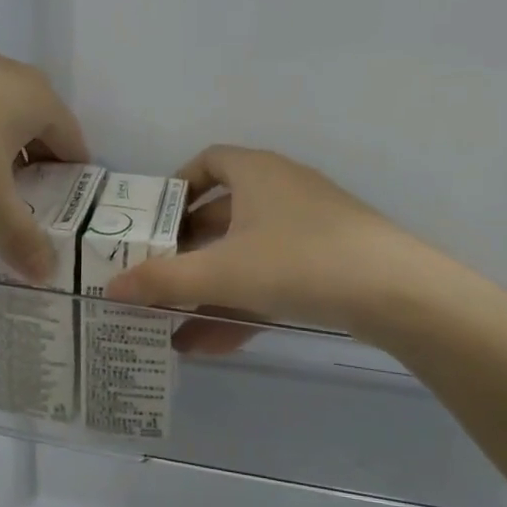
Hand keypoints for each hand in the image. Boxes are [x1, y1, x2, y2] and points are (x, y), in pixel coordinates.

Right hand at [103, 146, 432, 338]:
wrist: (397, 292)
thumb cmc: (298, 261)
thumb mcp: (223, 272)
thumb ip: (164, 280)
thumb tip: (110, 287)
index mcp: (255, 172)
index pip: (207, 161)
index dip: (176, 187)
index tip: (153, 220)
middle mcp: (281, 190)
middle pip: (221, 215)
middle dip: (186, 252)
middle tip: (154, 280)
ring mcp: (307, 227)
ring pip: (245, 254)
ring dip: (209, 288)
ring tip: (172, 327)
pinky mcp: (328, 262)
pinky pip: (270, 277)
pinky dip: (241, 303)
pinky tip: (212, 344)